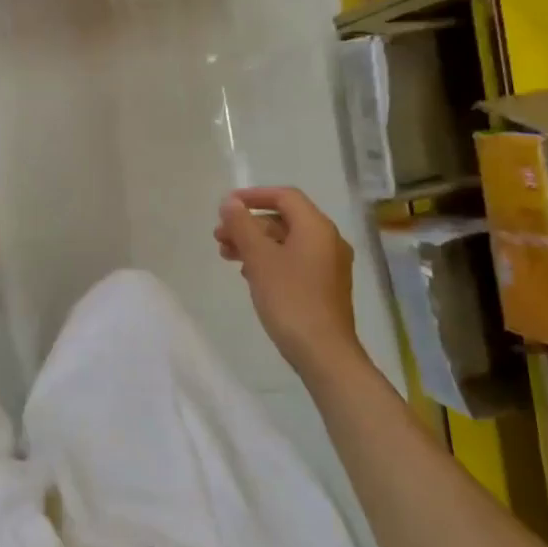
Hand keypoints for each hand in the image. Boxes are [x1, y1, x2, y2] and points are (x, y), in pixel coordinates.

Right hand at [214, 187, 367, 380]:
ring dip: (255, 243)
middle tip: (219, 236)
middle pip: (284, 219)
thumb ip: (243, 226)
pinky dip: (269, 260)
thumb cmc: (290, 298)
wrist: (323, 351)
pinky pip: (294, 260)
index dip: (254, 196)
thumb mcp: (260, 258)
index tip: (226, 206)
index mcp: (316, 227)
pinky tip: (249, 274)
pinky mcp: (324, 286)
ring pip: (286, 242)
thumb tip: (230, 203)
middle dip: (249, 224)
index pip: (285, 196)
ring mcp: (328, 265)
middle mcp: (328, 240)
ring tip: (226, 255)